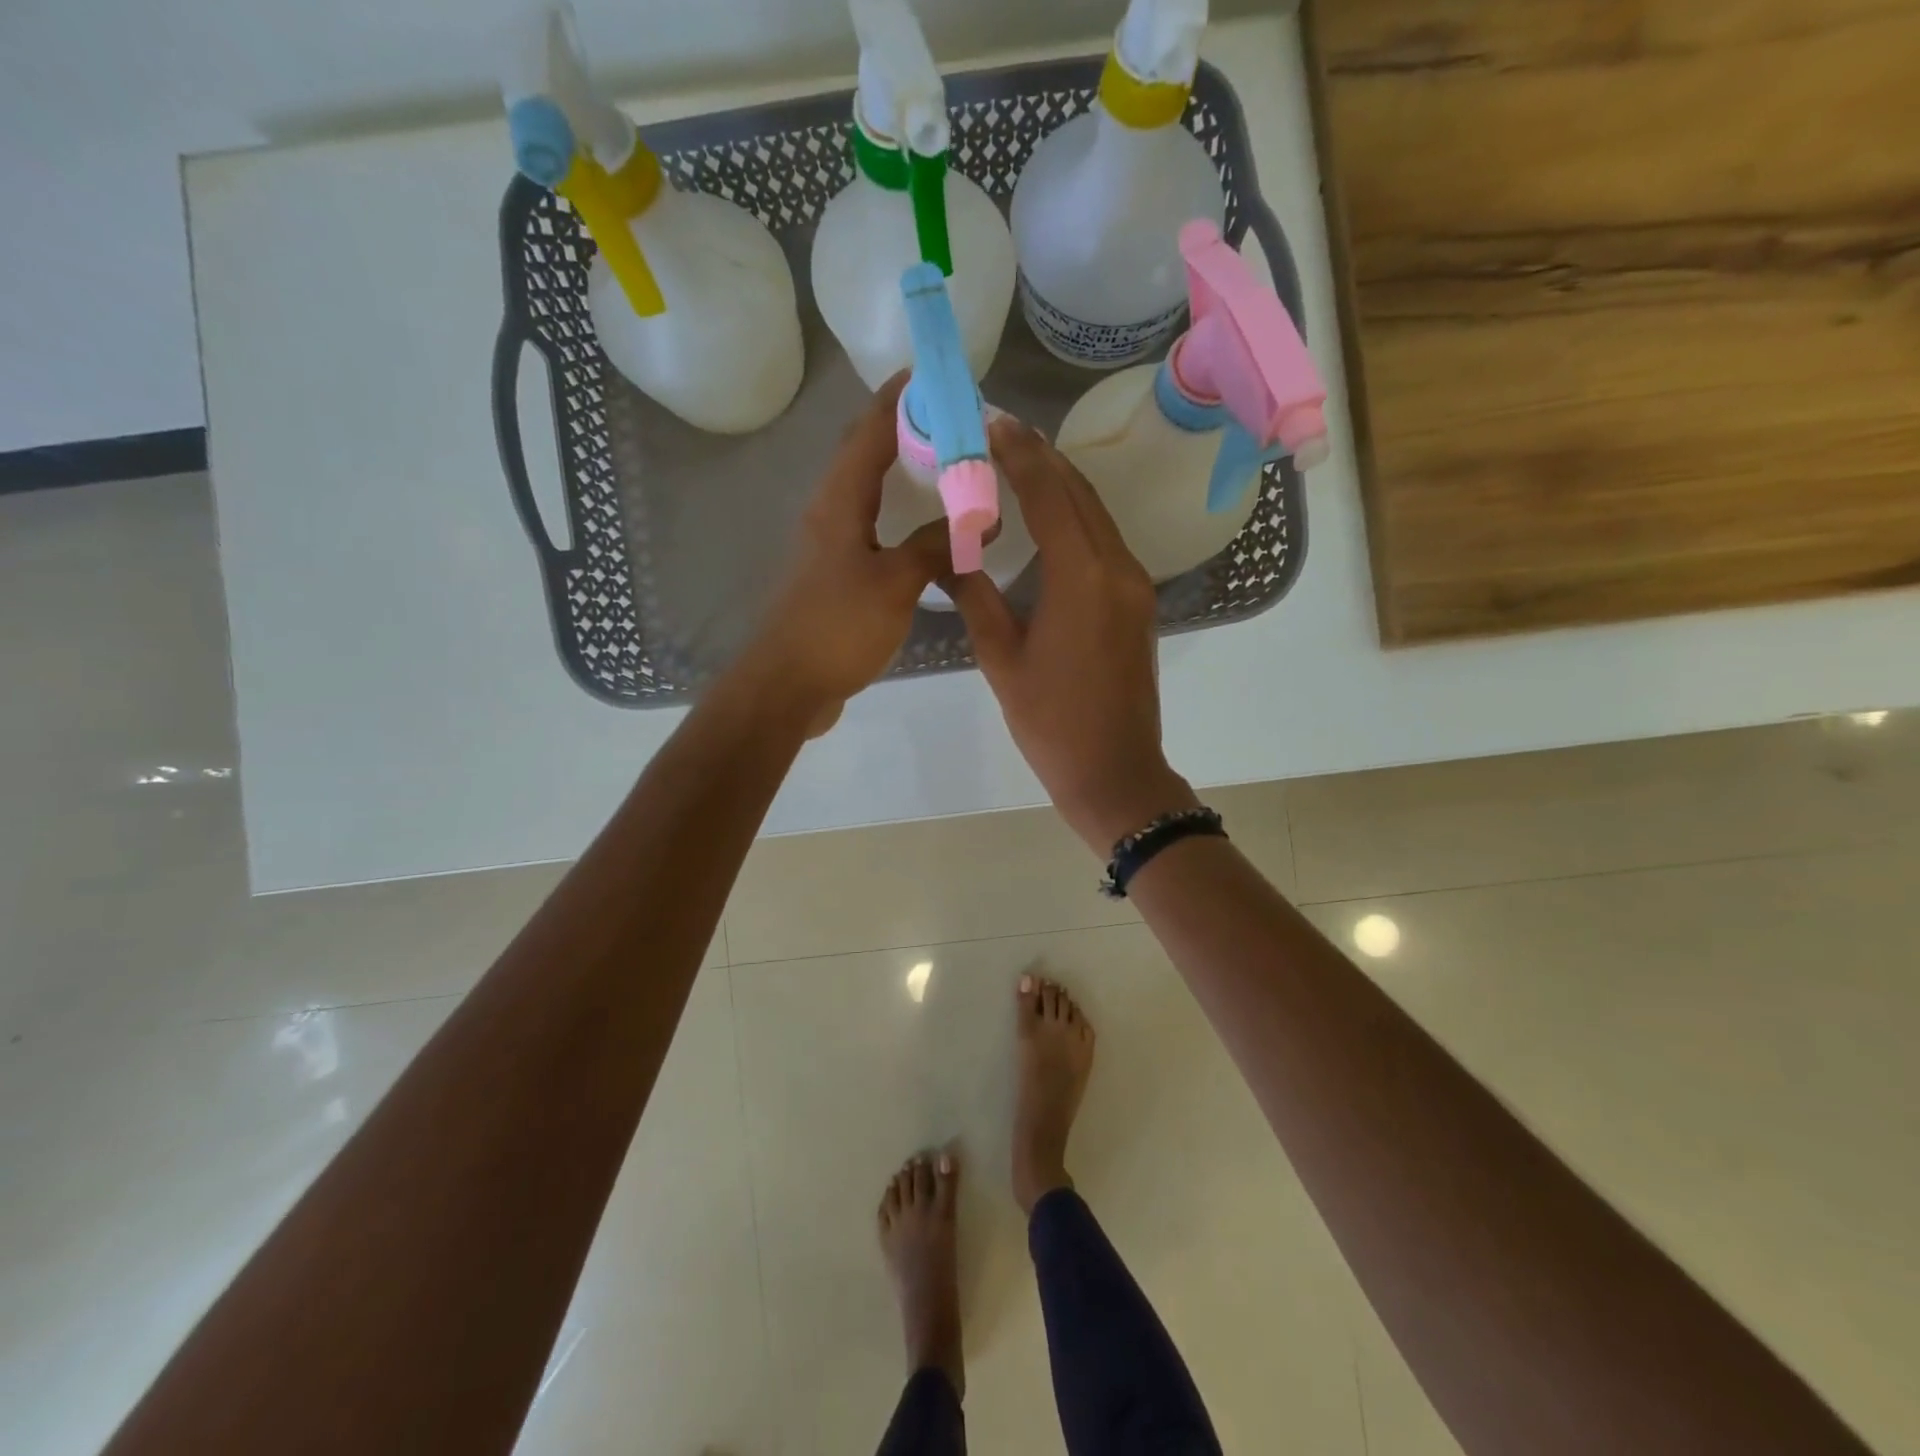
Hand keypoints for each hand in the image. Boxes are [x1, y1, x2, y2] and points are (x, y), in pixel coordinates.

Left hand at [737, 373, 948, 734]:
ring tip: (947, 465)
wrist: (788, 686)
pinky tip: (928, 530)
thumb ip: (937, 546)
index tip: (933, 373)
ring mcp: (831, 546)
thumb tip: (982, 518)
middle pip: (866, 455)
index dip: (899, 399)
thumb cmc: (837, 628)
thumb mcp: (895, 583)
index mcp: (839, 503)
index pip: (869, 432)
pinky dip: (901, 515)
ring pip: (869, 493)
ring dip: (903, 473)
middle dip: (905, 430)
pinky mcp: (837, 576)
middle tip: (953, 421)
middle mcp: (830, 514)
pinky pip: (874, 528)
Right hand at [946, 417, 1199, 851]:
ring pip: (1098, 515)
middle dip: (1043, 458)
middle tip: (1003, 432)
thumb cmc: (1050, 722)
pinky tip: (1053, 516)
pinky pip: (1108, 542)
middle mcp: (1117, 568)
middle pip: (1080, 494)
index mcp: (1081, 578)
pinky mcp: (1139, 603)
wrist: (1114, 770)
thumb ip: (974, 597)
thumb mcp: (1001, 659)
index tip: (993, 422)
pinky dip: (1079, 518)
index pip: (1049, 495)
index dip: (1020, 455)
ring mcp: (1135, 585)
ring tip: (1023, 461)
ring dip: (1063, 484)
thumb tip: (945, 555)